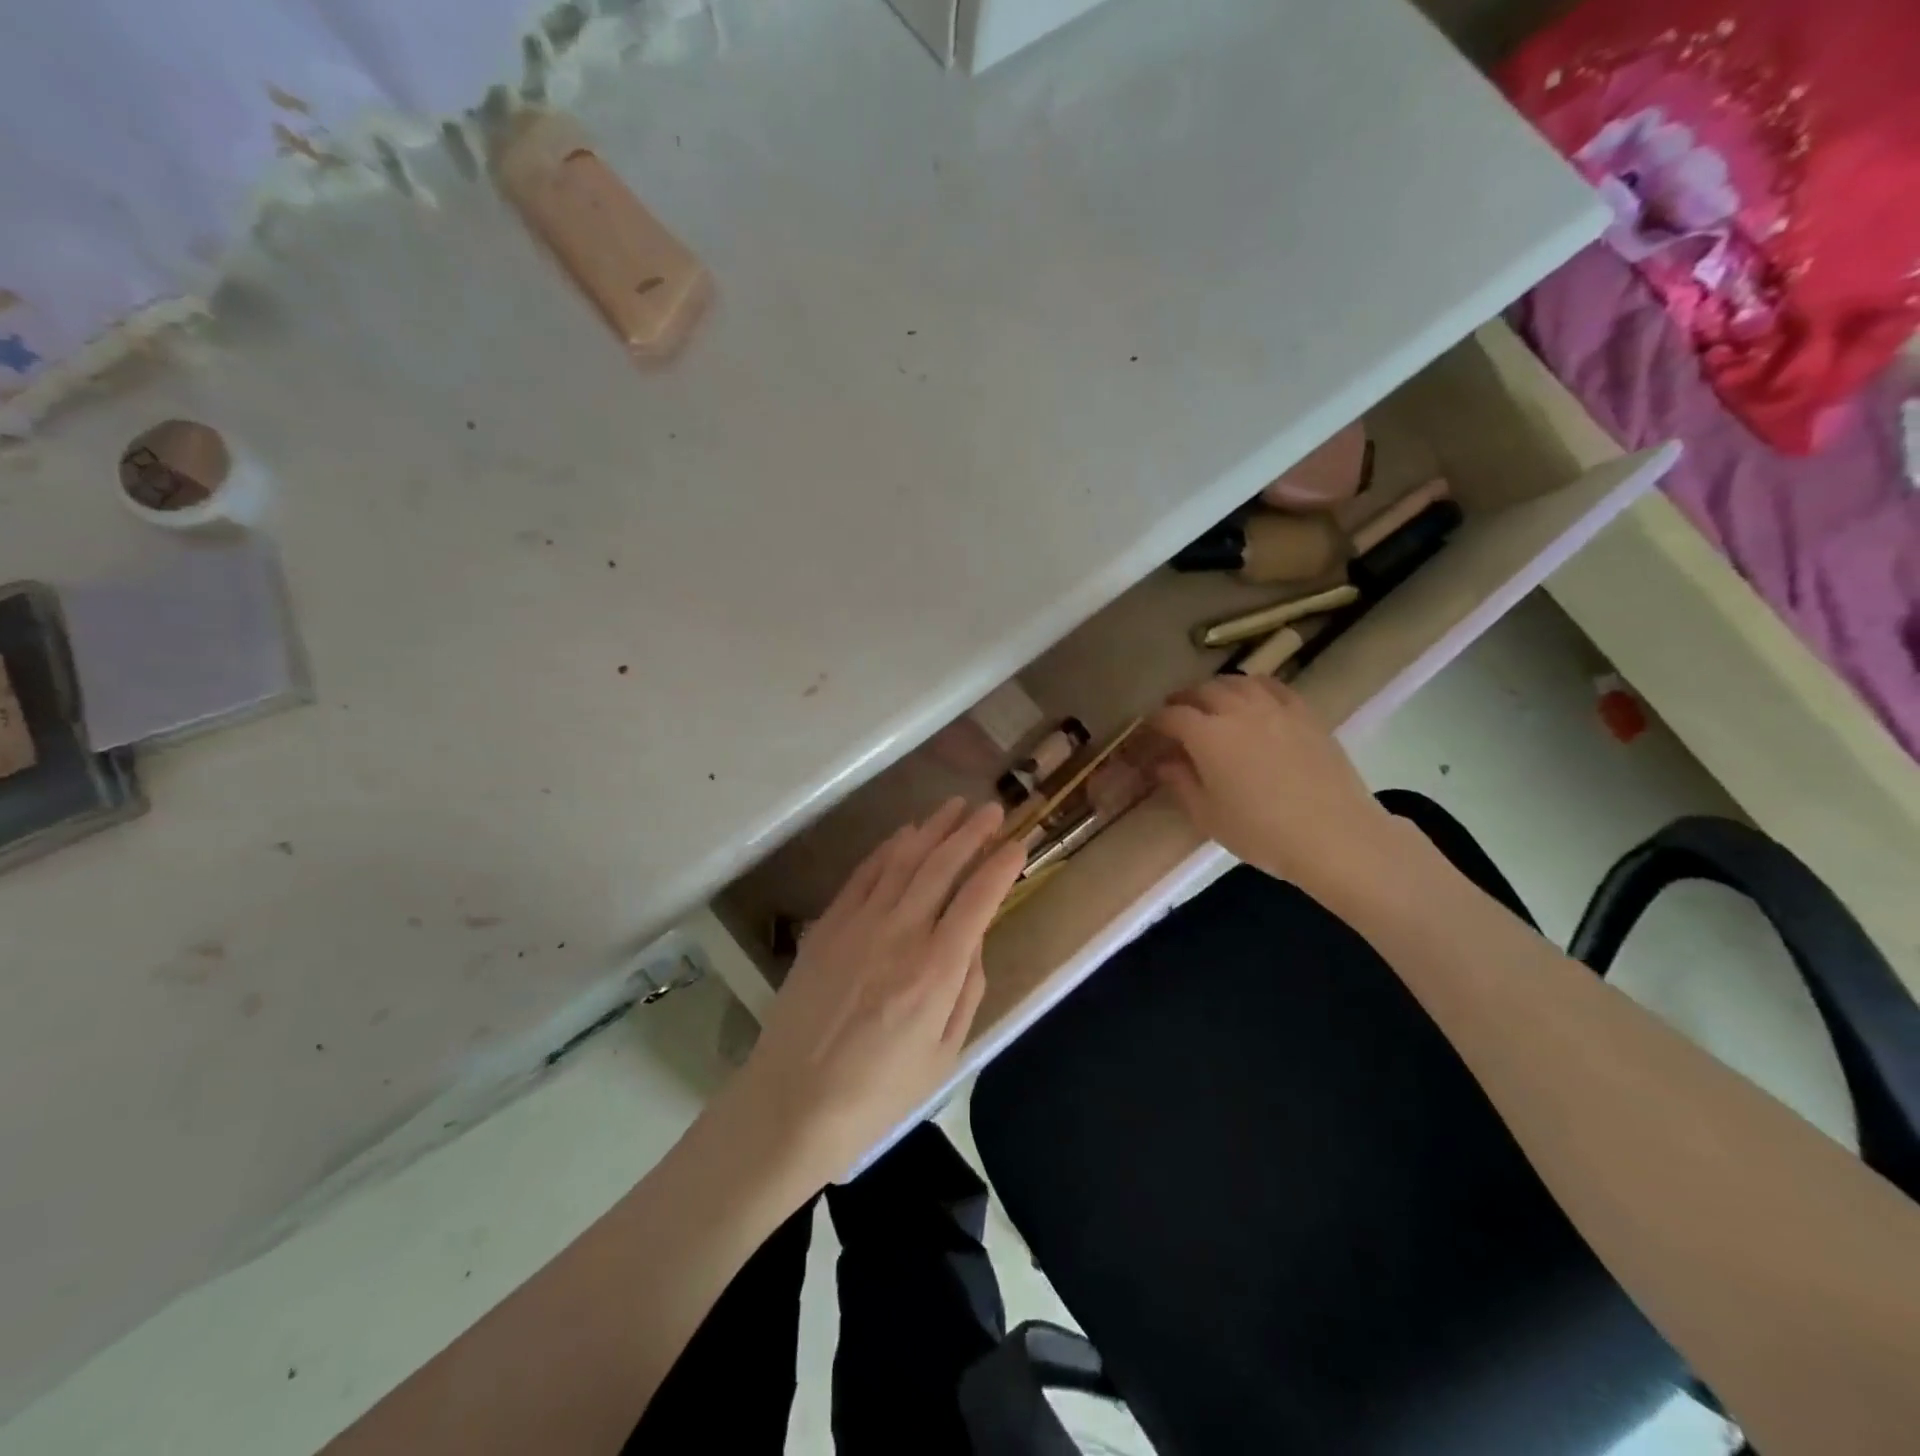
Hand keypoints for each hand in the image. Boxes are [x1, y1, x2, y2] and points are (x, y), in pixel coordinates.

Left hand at [724, 798, 1025, 1182]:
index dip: (1002, 865)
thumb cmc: (878, 1092)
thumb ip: (967, 989)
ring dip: (933, 828)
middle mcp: (901, 932)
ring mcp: (859, 923)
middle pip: (942, 865)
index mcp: (936, 969)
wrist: (792, 1102)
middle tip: (993, 809)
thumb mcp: (945, 1054)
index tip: (1018, 844)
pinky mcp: (828, 925)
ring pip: (904, 859)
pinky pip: (864, 873)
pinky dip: (889, 847)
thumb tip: (975, 938)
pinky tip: (905, 834)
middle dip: (973, 832)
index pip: (979, 898)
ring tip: (955, 806)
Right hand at [1148, 676, 1402, 900]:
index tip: (1150, 730)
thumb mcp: (1208, 816)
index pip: (1172, 716)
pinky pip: (1274, 687)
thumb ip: (1181, 783)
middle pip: (1204, 690)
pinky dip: (1255, 687)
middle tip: (1177, 712)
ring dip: (1218, 688)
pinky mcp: (1306, 715)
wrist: (1334, 836)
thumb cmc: (1261, 833)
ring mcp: (1275, 709)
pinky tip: (1255, 699)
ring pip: (1239, 682)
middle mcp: (1238, 711)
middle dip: (1185, 699)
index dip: (1156, 721)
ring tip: (1213, 702)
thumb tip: (1164, 762)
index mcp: (1207, 736)